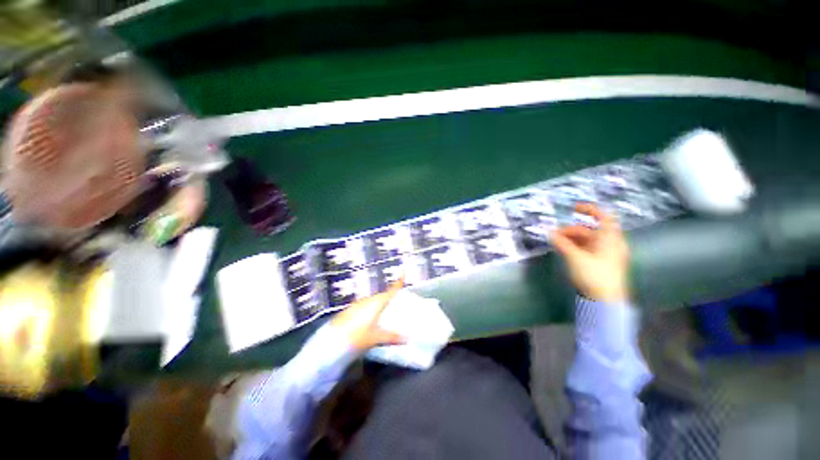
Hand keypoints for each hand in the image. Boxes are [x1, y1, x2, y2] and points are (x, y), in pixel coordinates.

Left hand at [331, 278, 405, 351]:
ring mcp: (356, 306)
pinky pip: (364, 309)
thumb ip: (392, 337)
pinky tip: (372, 323)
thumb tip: (405, 338)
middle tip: (399, 304)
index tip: (403, 272)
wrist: (333, 339)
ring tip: (388, 316)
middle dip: (390, 299)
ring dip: (380, 307)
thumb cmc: (356, 335)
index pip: (390, 291)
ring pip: (372, 303)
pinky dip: (371, 312)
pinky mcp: (349, 312)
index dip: (397, 282)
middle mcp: (366, 301)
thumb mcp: (376, 338)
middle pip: (381, 297)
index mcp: (375, 303)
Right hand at [551, 203, 630, 302]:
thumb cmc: (594, 275)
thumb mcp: (575, 258)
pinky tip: (570, 256)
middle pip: (593, 231)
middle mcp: (613, 242)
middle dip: (574, 231)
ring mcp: (612, 256)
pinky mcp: (609, 268)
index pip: (601, 214)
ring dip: (576, 242)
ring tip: (560, 246)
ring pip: (593, 243)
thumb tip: (549, 233)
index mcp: (610, 235)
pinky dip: (583, 251)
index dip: (587, 209)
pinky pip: (595, 253)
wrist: (607, 304)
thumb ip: (562, 244)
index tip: (573, 209)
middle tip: (557, 235)